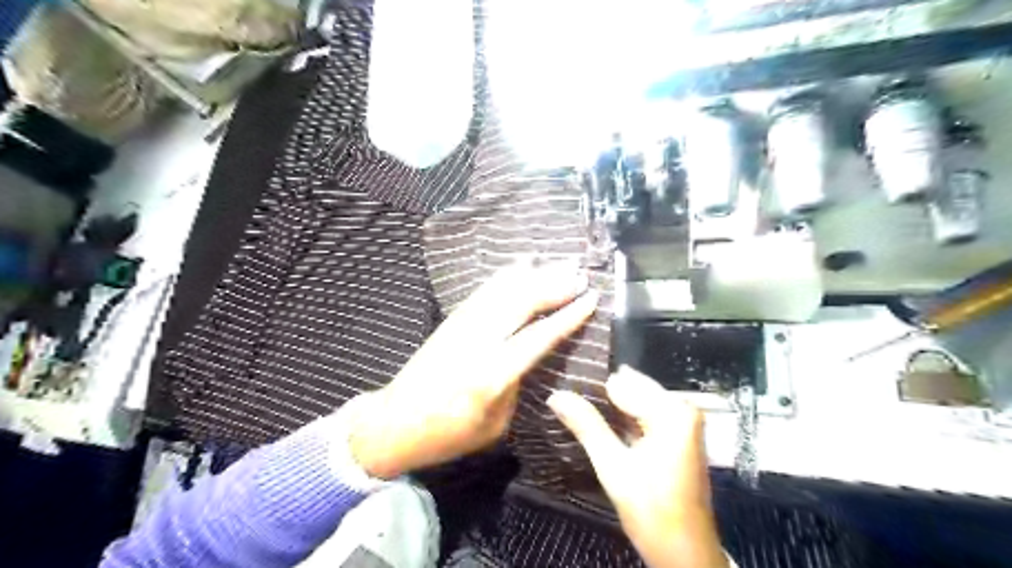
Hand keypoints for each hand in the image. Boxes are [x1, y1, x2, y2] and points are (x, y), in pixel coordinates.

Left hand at [350, 263, 595, 479]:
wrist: (393, 422)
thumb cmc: (448, 434)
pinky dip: (508, 275)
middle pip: (521, 302)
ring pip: (503, 289)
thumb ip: (517, 385)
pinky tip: (524, 265)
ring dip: (535, 274)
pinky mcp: (451, 319)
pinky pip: (485, 290)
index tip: (591, 298)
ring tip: (561, 263)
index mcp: (491, 375)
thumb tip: (531, 354)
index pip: (538, 337)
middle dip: (554, 285)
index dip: (567, 315)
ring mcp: (461, 325)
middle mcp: (477, 342)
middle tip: (580, 274)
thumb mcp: (495, 424)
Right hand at [546, 366, 727, 565]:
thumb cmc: (652, 509)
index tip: (563, 382)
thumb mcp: (614, 466)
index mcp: (673, 411)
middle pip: (632, 389)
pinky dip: (622, 418)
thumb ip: (586, 426)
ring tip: (575, 403)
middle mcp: (682, 409)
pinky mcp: (677, 436)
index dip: (592, 385)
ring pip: (636, 401)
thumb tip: (556, 394)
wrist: (685, 553)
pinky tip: (598, 419)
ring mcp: (682, 422)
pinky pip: (644, 414)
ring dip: (609, 406)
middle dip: (601, 394)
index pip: (623, 383)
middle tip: (564, 394)